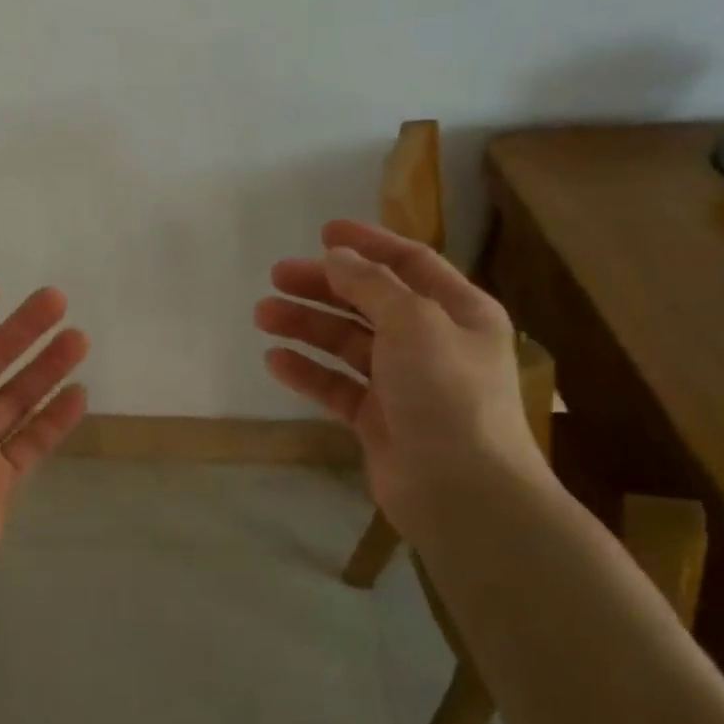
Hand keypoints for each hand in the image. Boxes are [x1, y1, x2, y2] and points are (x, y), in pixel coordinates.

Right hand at [254, 221, 541, 517]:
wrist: (461, 492)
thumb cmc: (446, 392)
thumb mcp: (414, 322)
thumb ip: (371, 284)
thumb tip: (337, 257)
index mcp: (458, 312)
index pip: (410, 263)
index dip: (367, 243)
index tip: (322, 232)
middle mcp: (433, 343)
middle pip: (370, 301)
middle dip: (323, 286)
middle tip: (277, 276)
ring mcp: (404, 383)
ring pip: (347, 342)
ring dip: (307, 325)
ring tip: (262, 314)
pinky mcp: (378, 420)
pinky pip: (337, 385)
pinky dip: (308, 371)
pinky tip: (275, 361)